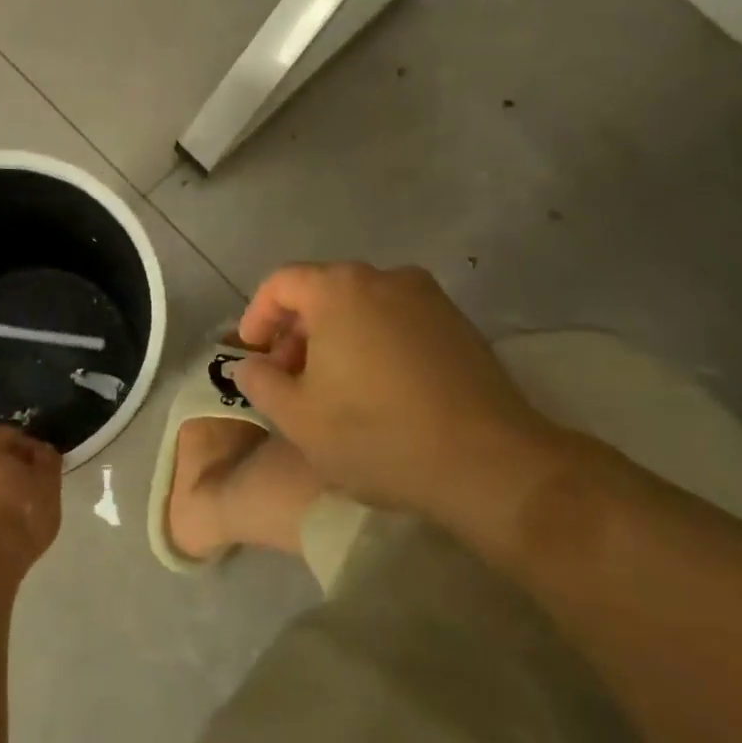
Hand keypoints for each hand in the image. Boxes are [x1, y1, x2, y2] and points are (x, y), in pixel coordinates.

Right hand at [233, 263, 573, 525]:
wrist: (489, 464)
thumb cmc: (378, 435)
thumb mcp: (297, 417)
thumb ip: (260, 381)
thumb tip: (252, 363)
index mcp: (340, 289)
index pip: (282, 283)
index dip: (257, 316)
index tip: (253, 354)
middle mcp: (386, 278)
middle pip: (323, 291)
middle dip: (296, 331)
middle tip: (288, 377)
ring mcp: (429, 299)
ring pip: (362, 306)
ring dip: (335, 338)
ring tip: (331, 387)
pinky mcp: (459, 325)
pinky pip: (397, 321)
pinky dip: (372, 343)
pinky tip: (376, 389)